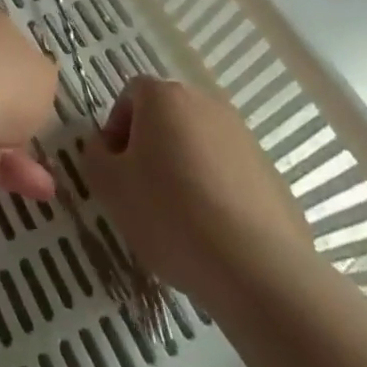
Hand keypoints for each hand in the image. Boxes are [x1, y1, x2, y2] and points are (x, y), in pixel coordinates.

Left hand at [0, 1, 57, 199]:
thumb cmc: (1, 76)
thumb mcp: (42, 72)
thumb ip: (38, 76)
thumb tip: (30, 82)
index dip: (20, 67)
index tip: (37, 93)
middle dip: (15, 114)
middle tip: (38, 135)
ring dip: (13, 152)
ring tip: (45, 184)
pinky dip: (0, 170)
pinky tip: (33, 190)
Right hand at [83, 76, 317, 316]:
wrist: (259, 271)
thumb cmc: (171, 215)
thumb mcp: (109, 187)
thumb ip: (95, 155)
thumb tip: (105, 147)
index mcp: (164, 97)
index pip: (130, 95)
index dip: (117, 129)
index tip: (116, 170)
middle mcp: (205, 104)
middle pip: (167, 117)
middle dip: (151, 148)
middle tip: (143, 192)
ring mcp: (244, 137)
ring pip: (199, 145)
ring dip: (185, 169)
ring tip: (181, 219)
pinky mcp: (271, 174)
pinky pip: (230, 174)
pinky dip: (217, 193)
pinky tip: (215, 234)